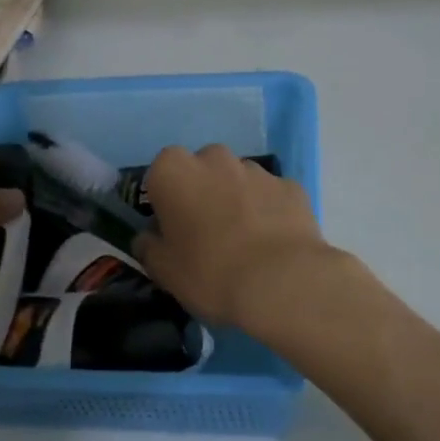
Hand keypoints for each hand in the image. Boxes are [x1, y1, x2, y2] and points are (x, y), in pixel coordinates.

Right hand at [135, 144, 338, 329]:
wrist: (281, 282)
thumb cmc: (209, 272)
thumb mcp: (164, 271)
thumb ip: (149, 248)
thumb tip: (148, 239)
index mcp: (174, 171)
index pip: (160, 174)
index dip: (165, 200)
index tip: (171, 228)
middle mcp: (214, 158)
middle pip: (201, 170)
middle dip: (202, 192)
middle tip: (206, 233)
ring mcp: (256, 170)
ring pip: (238, 179)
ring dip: (236, 199)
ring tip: (244, 242)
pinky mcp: (290, 186)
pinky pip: (270, 195)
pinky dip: (268, 211)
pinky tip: (272, 243)